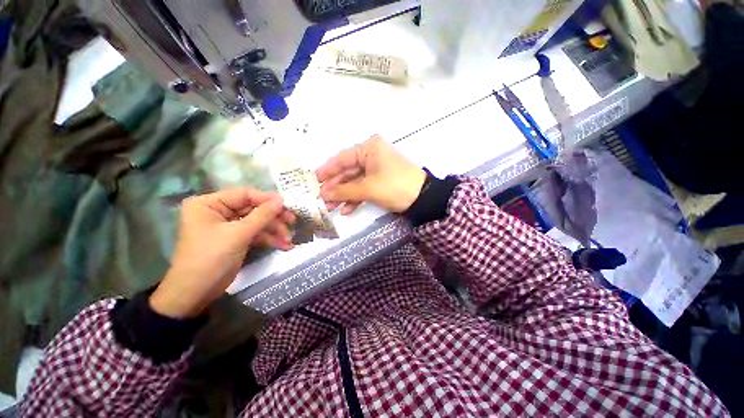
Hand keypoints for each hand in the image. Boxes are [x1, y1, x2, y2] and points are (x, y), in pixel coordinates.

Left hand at [150, 189, 295, 318]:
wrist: (195, 293)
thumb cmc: (211, 258)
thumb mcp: (238, 234)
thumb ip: (262, 215)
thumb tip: (281, 201)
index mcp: (209, 204)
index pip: (244, 194)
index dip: (267, 199)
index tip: (287, 205)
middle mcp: (218, 211)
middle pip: (253, 208)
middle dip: (273, 218)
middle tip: (292, 221)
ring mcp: (228, 226)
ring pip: (257, 222)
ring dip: (274, 230)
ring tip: (289, 240)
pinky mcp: (236, 239)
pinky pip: (255, 233)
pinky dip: (269, 239)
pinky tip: (284, 245)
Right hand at [317, 136, 426, 214]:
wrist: (423, 199)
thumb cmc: (394, 186)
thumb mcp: (368, 188)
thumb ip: (344, 191)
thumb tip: (323, 195)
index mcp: (369, 149)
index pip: (341, 159)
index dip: (326, 171)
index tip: (312, 181)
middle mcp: (371, 155)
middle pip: (347, 171)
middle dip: (334, 187)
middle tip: (320, 199)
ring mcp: (376, 169)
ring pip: (354, 182)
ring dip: (343, 195)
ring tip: (329, 208)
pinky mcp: (380, 181)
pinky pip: (363, 188)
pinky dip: (355, 199)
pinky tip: (346, 210)